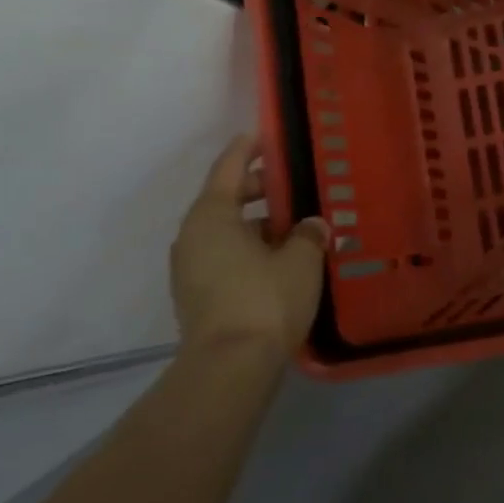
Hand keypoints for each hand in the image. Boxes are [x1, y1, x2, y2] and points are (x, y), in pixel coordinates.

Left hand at [169, 137, 328, 360]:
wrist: (230, 366)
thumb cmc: (266, 298)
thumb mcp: (301, 259)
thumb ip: (309, 233)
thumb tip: (313, 224)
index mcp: (212, 216)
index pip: (228, 168)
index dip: (248, 149)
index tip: (264, 135)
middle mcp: (193, 236)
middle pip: (225, 199)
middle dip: (258, 190)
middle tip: (291, 186)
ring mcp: (190, 269)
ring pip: (226, 231)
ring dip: (256, 224)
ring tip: (294, 227)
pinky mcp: (197, 296)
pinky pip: (224, 256)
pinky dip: (248, 248)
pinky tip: (280, 260)